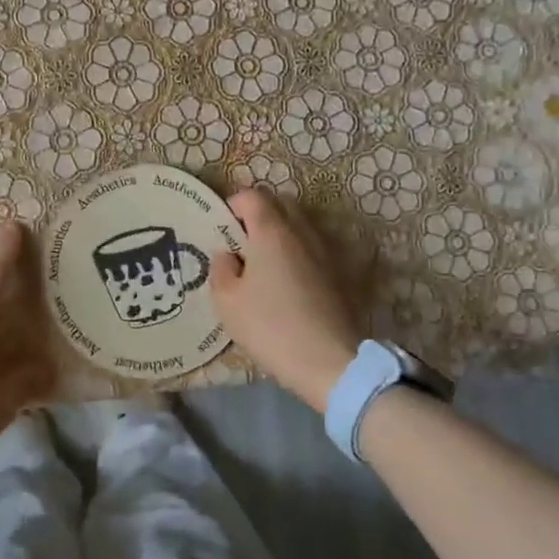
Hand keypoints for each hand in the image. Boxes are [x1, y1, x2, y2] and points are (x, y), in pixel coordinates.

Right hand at [210, 188, 363, 413]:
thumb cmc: (270, 326)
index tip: (221, 227)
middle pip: (280, 204)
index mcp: (271, 232)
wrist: (329, 361)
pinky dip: (295, 253)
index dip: (233, 205)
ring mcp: (324, 251)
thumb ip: (221, 269)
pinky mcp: (338, 273)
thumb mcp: (226, 301)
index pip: (252, 196)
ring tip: (261, 264)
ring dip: (278, 234)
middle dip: (258, 214)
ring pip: (298, 226)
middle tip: (240, 242)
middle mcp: (301, 232)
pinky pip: (310, 248)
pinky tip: (284, 283)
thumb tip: (227, 255)